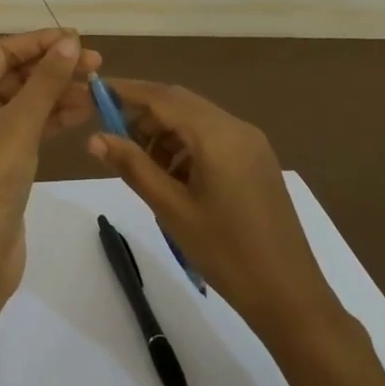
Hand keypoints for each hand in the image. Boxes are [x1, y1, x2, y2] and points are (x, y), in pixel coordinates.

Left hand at [0, 29, 100, 299]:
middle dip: (55, 67)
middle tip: (96, 63)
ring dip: (61, 91)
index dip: (40, 42)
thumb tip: (71, 42)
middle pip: (18, 75)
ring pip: (29, 100)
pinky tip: (85, 110)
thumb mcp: (20, 123)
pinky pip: (34, 125)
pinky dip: (57, 116)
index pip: (4, 52)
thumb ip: (47, 80)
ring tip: (98, 86)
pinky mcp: (7, 158)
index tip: (78, 38)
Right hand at [89, 79, 341, 339]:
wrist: (289, 294)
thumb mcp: (171, 209)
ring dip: (165, 133)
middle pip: (180, 103)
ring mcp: (251, 142)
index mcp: (216, 134)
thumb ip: (133, 166)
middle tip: (113, 138)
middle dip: (144, 115)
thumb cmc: (225, 252)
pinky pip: (213, 137)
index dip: (126, 91)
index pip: (162, 97)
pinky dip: (187, 146)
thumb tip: (95, 138)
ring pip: (196, 120)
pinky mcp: (257, 159)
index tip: (95, 91)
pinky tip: (173, 178)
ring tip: (143, 167)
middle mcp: (236, 126)